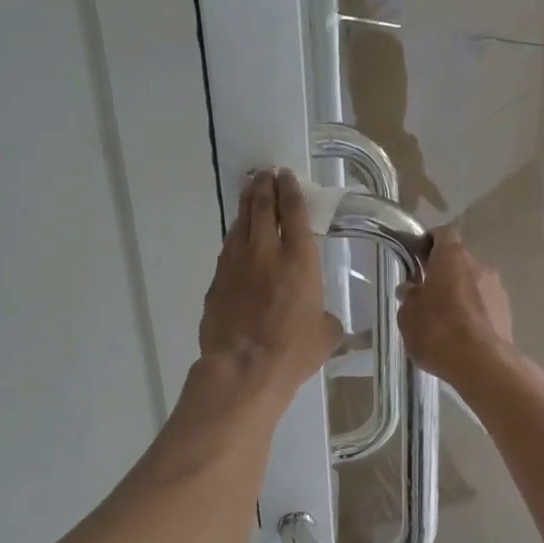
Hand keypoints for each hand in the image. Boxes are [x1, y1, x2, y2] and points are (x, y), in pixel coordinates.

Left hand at [198, 170, 342, 404]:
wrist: (243, 367)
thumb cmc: (293, 351)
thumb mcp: (325, 335)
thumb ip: (326, 318)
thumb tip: (322, 318)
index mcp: (300, 258)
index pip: (295, 212)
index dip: (291, 191)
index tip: (286, 176)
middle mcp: (266, 251)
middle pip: (263, 207)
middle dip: (265, 187)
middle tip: (265, 175)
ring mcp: (236, 262)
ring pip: (241, 223)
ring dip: (247, 204)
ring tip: (250, 192)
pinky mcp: (217, 279)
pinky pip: (228, 247)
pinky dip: (235, 235)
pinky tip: (237, 235)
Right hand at [397, 230, 516, 388]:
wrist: (482, 364)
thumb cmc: (438, 331)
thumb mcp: (408, 315)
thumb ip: (409, 297)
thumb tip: (411, 289)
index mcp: (452, 257)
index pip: (443, 234)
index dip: (429, 242)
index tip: (417, 257)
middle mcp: (479, 265)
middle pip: (458, 260)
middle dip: (443, 273)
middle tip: (426, 294)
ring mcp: (497, 288)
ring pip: (473, 283)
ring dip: (459, 294)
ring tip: (444, 320)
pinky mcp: (507, 312)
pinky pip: (485, 304)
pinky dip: (473, 312)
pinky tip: (462, 334)